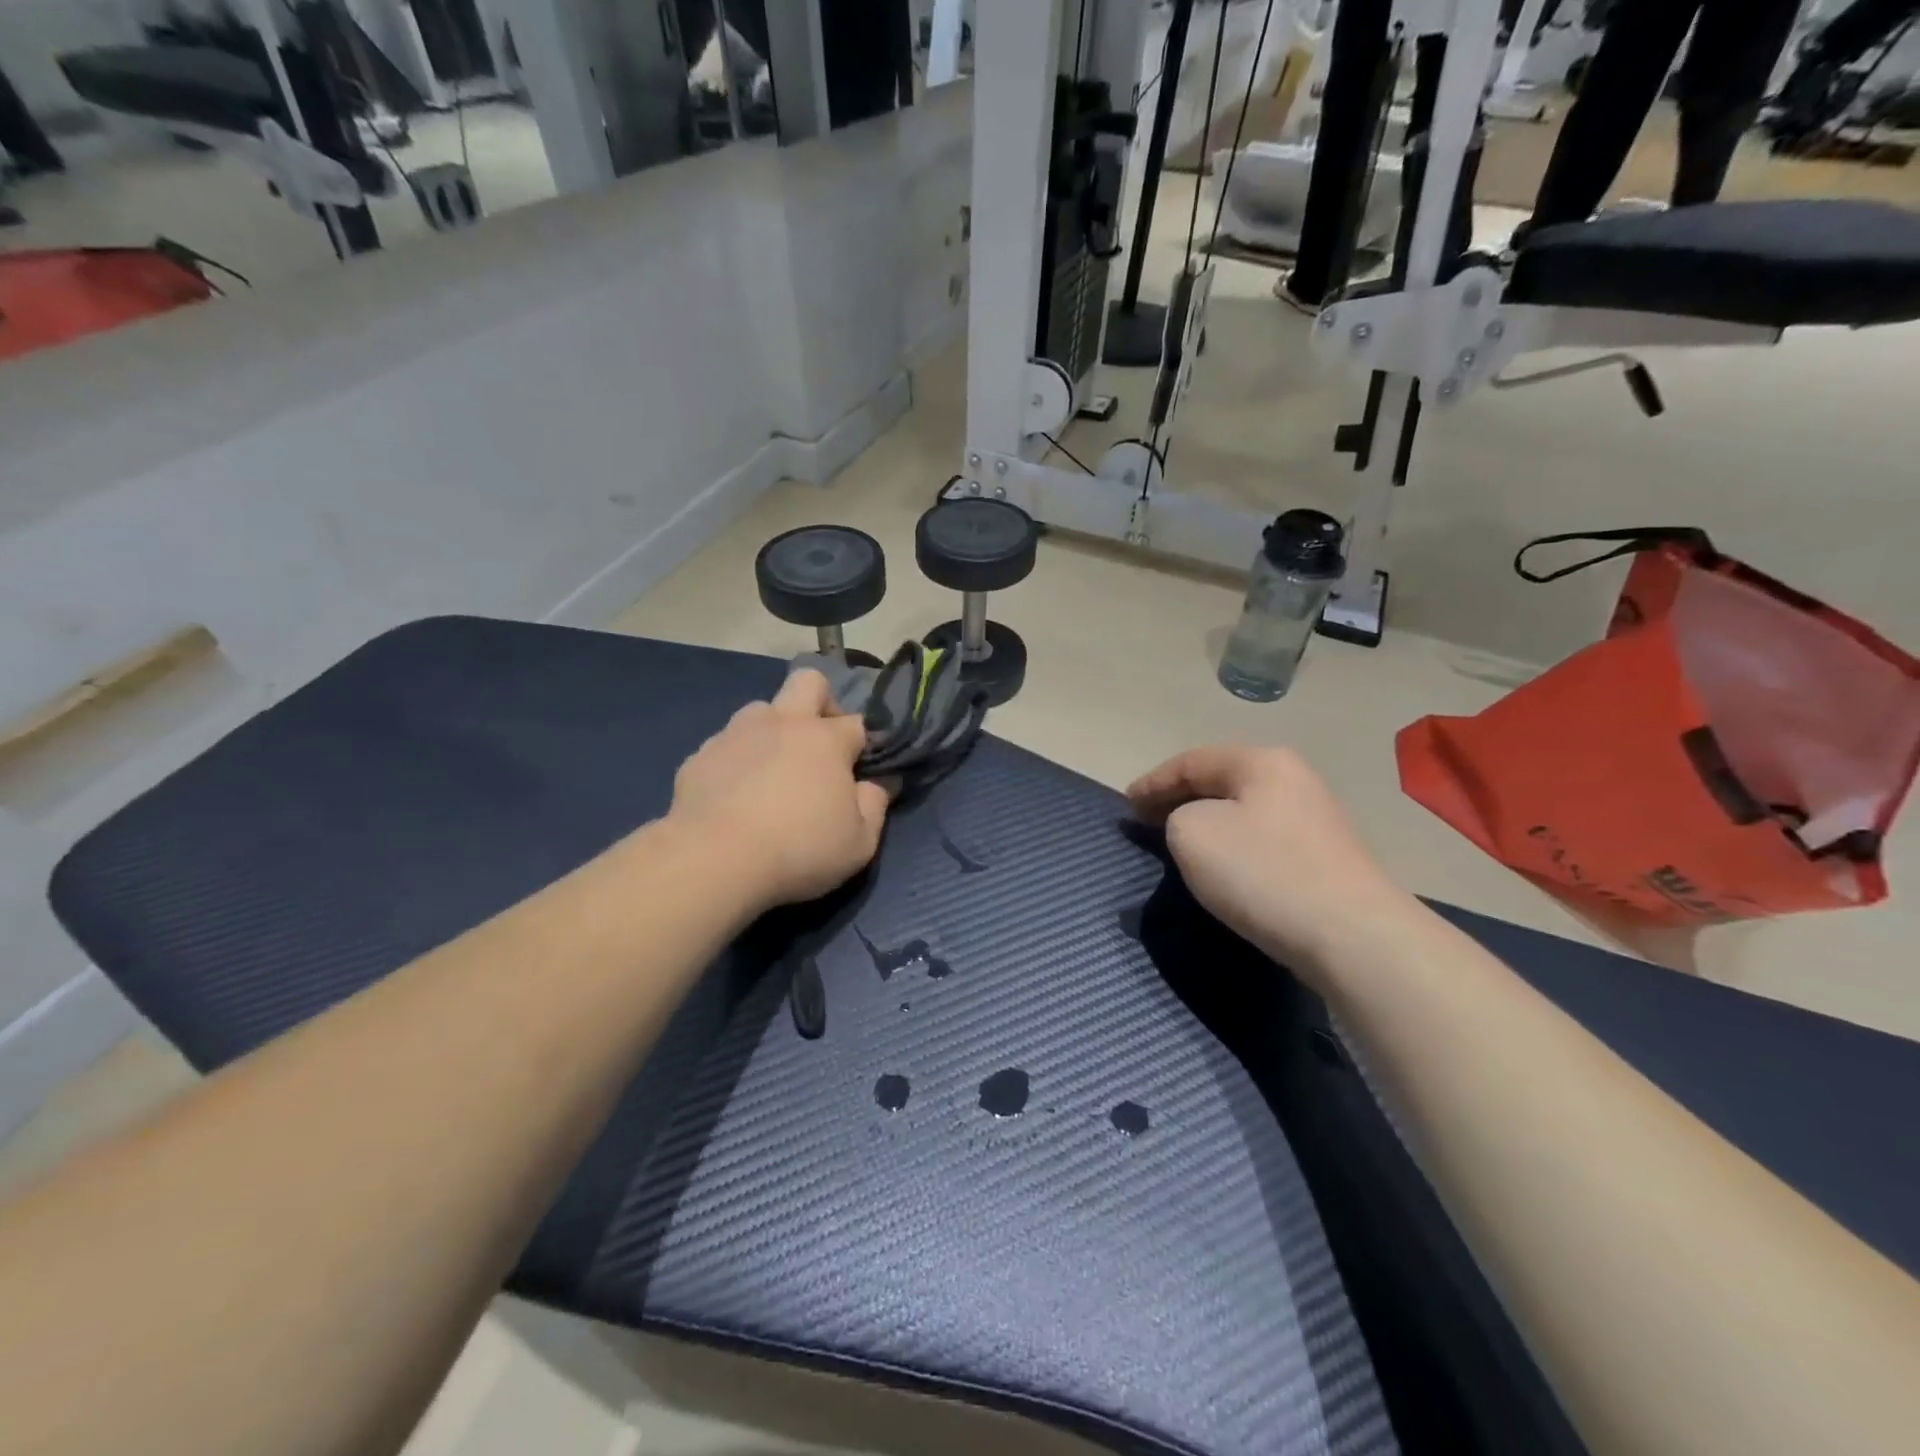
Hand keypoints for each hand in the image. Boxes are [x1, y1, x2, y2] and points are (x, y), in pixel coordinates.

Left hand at [669, 670, 890, 908]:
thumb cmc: (799, 849)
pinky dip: (738, 761)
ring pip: (761, 710)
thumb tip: (879, 783)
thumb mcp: (859, 841)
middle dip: (822, 703)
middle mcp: (782, 723)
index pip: (857, 722)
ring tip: (773, 772)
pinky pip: (726, 745)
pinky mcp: (700, 756)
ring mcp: (736, 734)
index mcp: (825, 739)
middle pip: (808, 681)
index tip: (861, 772)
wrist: (713, 860)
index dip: (863, 744)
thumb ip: (875, 805)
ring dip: (774, 730)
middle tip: (821, 745)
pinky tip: (735, 796)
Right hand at [1128, 745, 1405, 971]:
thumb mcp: (1191, 833)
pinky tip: (1223, 866)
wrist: (1352, 936)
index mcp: (1261, 762)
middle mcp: (1293, 779)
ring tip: (1178, 841)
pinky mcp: (1326, 858)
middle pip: (1221, 781)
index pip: (1192, 761)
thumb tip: (1196, 825)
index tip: (1125, 805)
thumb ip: (1176, 816)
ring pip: (1243, 811)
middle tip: (1145, 820)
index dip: (1152, 782)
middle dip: (1179, 798)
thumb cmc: (1262, 872)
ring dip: (1207, 821)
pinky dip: (1232, 843)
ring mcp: (1316, 819)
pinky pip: (1263, 838)